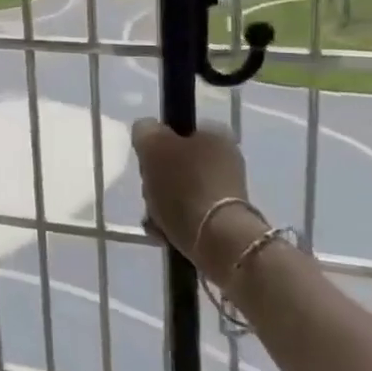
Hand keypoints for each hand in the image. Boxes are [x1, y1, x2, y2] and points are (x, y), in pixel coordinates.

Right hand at [132, 118, 266, 280]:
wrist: (216, 239)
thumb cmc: (183, 185)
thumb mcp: (152, 145)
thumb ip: (145, 130)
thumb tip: (147, 131)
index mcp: (215, 134)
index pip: (176, 131)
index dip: (155, 145)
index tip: (146, 161)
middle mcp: (226, 158)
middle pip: (174, 163)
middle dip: (156, 179)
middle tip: (149, 192)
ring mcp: (226, 191)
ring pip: (178, 191)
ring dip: (160, 203)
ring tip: (154, 218)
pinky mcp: (224, 219)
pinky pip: (188, 214)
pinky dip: (172, 221)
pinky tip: (161, 232)